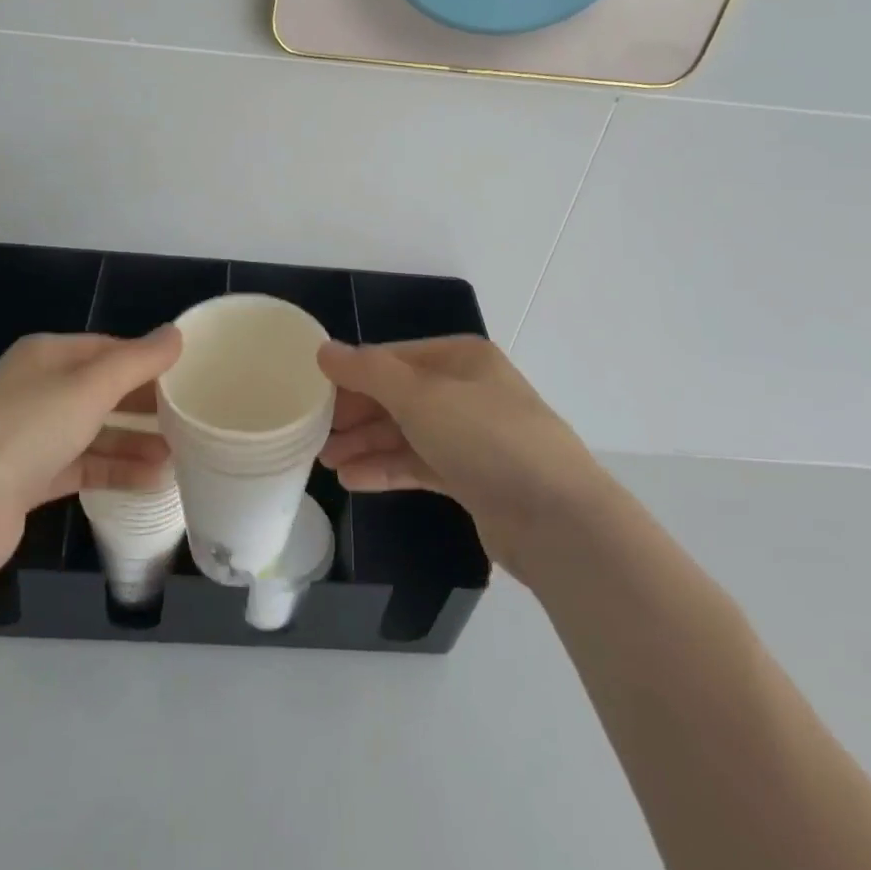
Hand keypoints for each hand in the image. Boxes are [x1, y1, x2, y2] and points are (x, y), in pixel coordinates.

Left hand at [0, 329, 180, 578]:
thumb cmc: (27, 430)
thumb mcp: (90, 387)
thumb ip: (137, 361)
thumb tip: (176, 333)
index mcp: (45, 355)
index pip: (107, 348)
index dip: (147, 360)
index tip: (187, 376)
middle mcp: (36, 389)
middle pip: (101, 390)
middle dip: (144, 405)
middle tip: (189, 417)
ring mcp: (30, 436)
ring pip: (94, 432)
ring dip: (134, 442)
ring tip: (179, 455)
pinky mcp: (28, 478)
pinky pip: (82, 466)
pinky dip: (114, 471)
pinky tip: (151, 481)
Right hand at [317, 336, 600, 580]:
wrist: (556, 519)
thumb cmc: (485, 438)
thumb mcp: (420, 396)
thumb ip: (368, 372)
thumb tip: (324, 350)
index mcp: (461, 358)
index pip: (393, 358)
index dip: (352, 375)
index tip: (314, 396)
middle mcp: (467, 391)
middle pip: (398, 396)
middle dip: (356, 415)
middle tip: (315, 436)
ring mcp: (472, 436)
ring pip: (407, 432)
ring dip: (366, 445)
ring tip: (326, 463)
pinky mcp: (472, 477)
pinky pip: (419, 464)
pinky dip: (387, 469)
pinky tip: (353, 480)